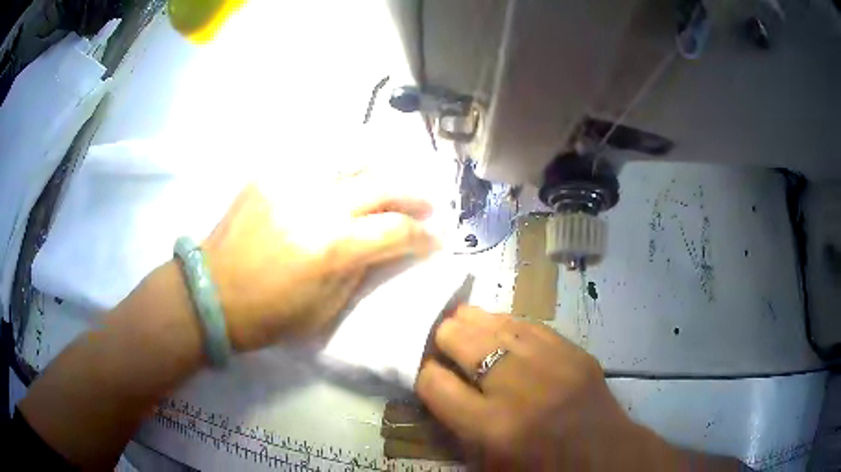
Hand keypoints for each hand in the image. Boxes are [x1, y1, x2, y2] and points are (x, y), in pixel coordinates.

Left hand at [202, 175, 438, 350]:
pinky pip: (316, 161)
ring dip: (382, 171)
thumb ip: (361, 270)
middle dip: (415, 194)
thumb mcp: (327, 308)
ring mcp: (291, 182)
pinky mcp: (270, 174)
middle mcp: (317, 204)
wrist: (212, 292)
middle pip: (383, 184)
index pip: (397, 229)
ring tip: (392, 182)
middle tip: (428, 203)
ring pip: (352, 160)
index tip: (436, 239)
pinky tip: (348, 177)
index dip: (424, 234)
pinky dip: (342, 168)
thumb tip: (384, 246)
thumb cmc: (270, 314)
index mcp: (332, 247)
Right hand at [415, 306, 678, 470]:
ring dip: (471, 321)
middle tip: (438, 339)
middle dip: (442, 337)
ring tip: (458, 319)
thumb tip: (435, 383)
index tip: (422, 368)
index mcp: (491, 427)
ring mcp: (550, 363)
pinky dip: (506, 323)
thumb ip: (456, 424)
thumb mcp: (487, 462)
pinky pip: (529, 324)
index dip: (422, 371)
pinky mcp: (573, 351)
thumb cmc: (540, 468)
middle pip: (463, 342)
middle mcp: (517, 388)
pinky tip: (496, 323)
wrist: (604, 457)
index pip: (435, 384)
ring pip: (495, 324)